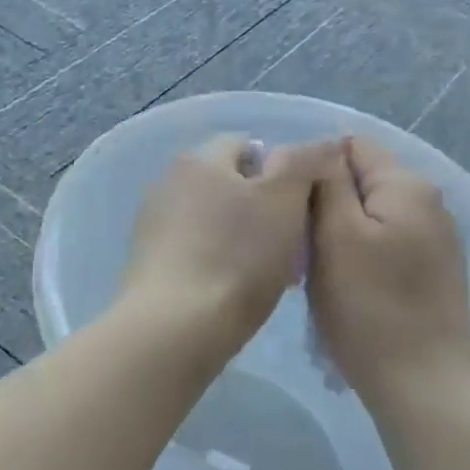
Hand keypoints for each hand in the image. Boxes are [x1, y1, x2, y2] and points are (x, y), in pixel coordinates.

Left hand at [122, 134, 342, 361]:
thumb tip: (322, 142)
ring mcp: (153, 224)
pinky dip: (215, 261)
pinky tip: (231, 290)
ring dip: (240, 236)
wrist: (175, 328)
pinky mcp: (147, 262)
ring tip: (266, 273)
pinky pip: (193, 250)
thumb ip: (304, 161)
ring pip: (212, 219)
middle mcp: (168, 182)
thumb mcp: (284, 199)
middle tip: (289, 244)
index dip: (281, 171)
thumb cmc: (237, 257)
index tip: (300, 207)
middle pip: (228, 184)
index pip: (247, 145)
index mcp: (199, 158)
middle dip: (261, 207)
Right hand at [308, 135, 469, 410]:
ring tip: (317, 271)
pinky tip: (347, 291)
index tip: (288, 206)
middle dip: (325, 205)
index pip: (350, 146)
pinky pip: (385, 246)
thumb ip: (326, 182)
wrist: (423, 386)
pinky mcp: (434, 273)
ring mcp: (436, 240)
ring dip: (339, 236)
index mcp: (407, 185)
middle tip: (299, 245)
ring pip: (370, 217)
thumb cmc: (370, 308)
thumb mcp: (336, 236)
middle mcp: (430, 202)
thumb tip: (319, 147)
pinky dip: (360, 258)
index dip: (312, 168)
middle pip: (361, 182)